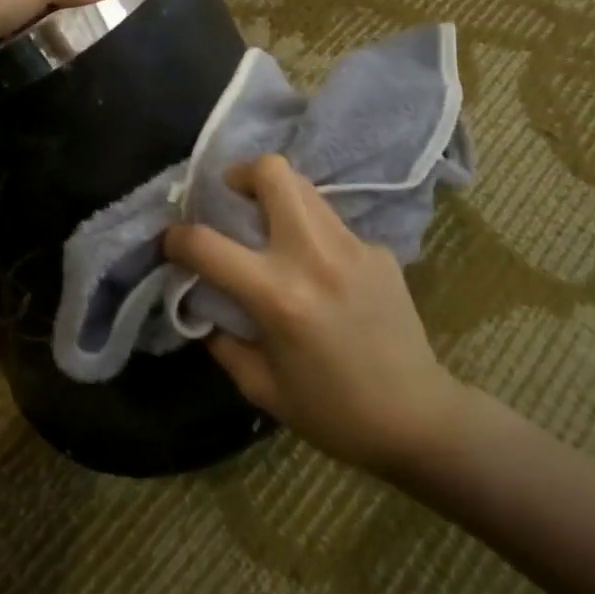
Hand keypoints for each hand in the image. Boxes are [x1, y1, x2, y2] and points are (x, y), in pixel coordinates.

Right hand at [165, 155, 465, 476]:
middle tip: (233, 199)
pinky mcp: (378, 251)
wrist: (420, 420)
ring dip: (277, 196)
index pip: (206, 244)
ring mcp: (352, 247)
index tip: (173, 243)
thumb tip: (201, 305)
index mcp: (277, 295)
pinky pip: (332, 222)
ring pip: (304, 187)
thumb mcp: (261, 388)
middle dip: (241, 175)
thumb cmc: (334, 412)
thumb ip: (222, 341)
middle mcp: (313, 256)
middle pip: (272, 173)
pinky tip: (320, 269)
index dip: (177, 238)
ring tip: (271, 226)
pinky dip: (313, 232)